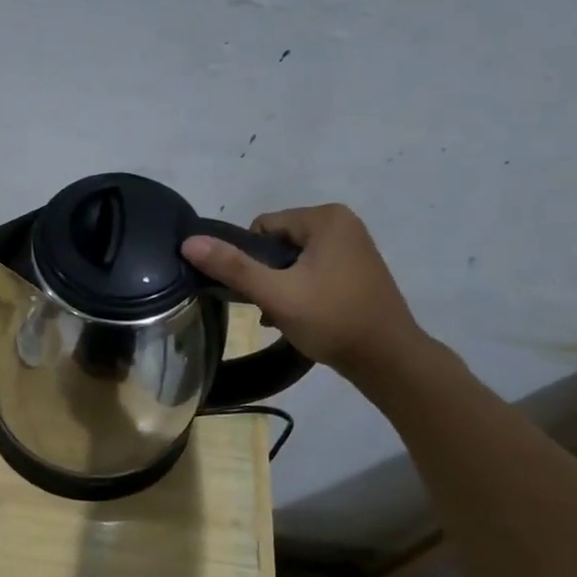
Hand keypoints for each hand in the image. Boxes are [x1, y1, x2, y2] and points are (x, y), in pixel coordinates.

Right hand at [182, 204, 426, 376]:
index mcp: (325, 218)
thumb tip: (188, 242)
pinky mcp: (357, 269)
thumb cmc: (332, 320)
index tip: (260, 290)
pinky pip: (313, 270)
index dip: (251, 259)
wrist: (388, 359)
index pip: (262, 227)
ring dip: (281, 285)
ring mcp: (353, 246)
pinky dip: (301, 290)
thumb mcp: (276, 294)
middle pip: (277, 243)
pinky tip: (300, 317)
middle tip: (272, 305)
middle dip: (267, 274)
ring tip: (284, 315)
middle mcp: (342, 223)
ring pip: (293, 260)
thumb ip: (232, 266)